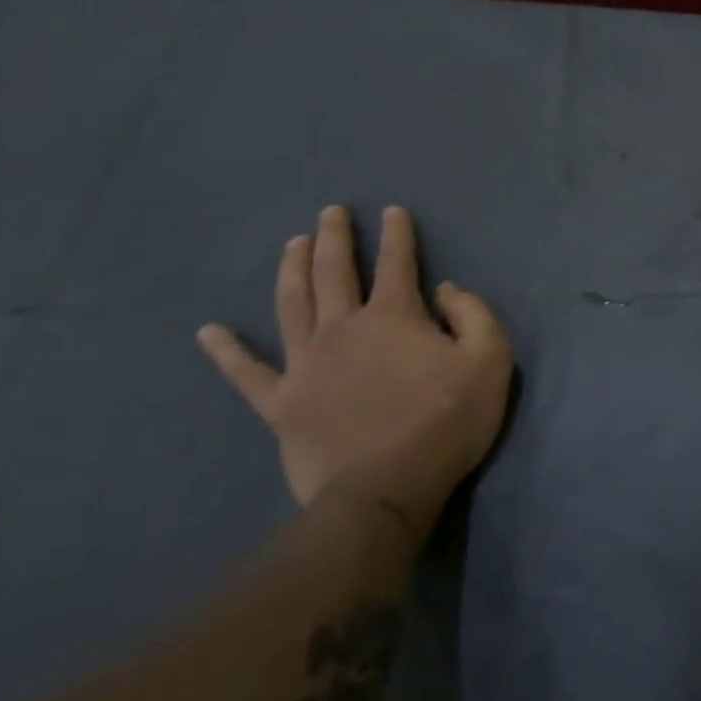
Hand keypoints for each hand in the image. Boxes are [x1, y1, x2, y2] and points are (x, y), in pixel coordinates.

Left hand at [197, 206, 515, 539]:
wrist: (386, 489)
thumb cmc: (447, 420)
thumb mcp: (490, 359)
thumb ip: (474, 314)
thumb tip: (446, 290)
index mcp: (395, 317)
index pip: (397, 263)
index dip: (397, 234)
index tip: (393, 211)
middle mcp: (344, 329)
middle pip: (335, 272)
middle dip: (335, 238)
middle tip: (330, 212)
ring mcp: (306, 365)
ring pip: (292, 305)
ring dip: (292, 270)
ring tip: (292, 245)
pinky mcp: (281, 404)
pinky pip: (247, 373)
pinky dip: (227, 352)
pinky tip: (209, 332)